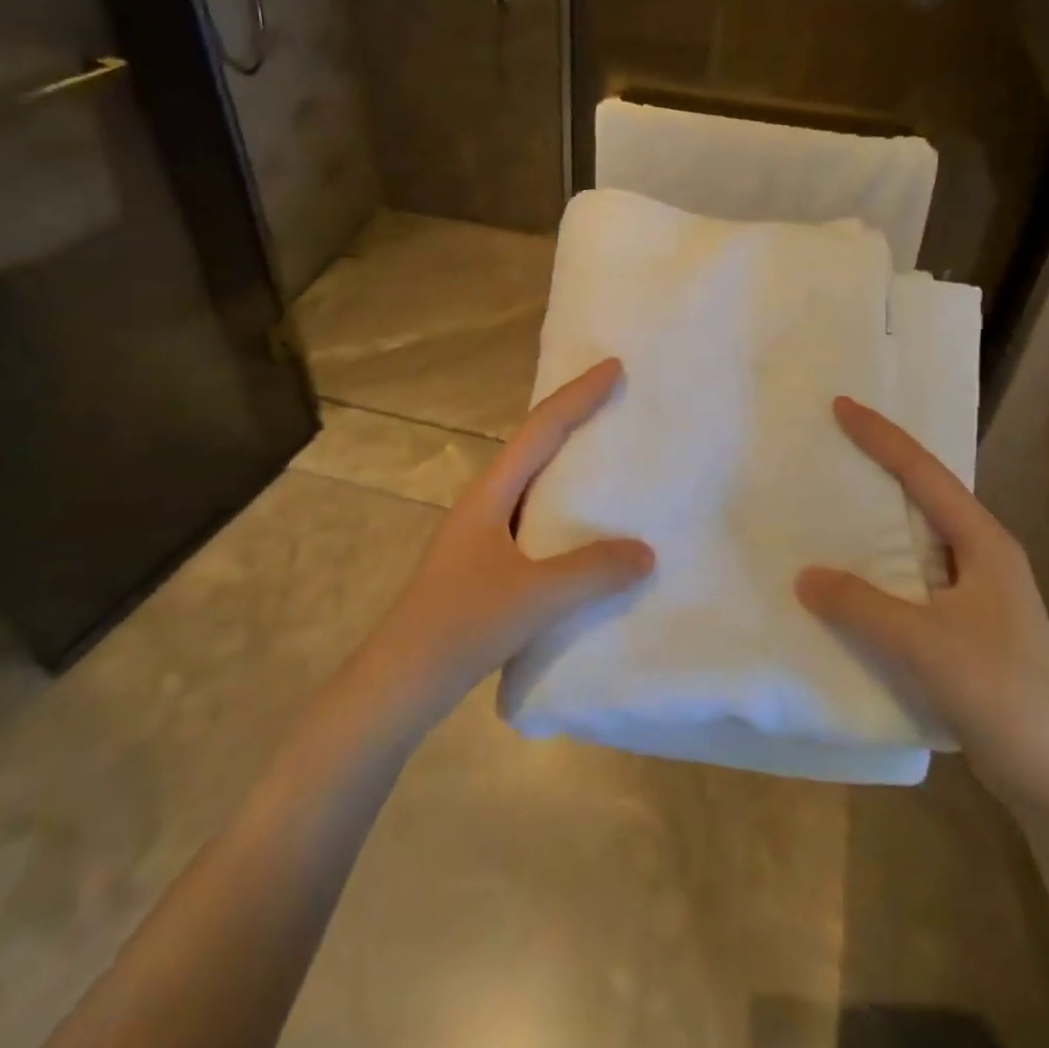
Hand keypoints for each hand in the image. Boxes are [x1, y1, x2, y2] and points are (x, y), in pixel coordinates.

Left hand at [365, 359, 653, 716]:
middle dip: (573, 417)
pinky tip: (585, 527)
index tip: (613, 367)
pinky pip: (534, 517)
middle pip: (535, 445)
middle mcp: (486, 502)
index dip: (578, 395)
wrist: (401, 680)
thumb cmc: (463, 624)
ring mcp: (484, 533)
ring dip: (568, 463)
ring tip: (609, 457)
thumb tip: (646, 552)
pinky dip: (564, 508)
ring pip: (533, 483)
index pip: (541, 429)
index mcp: (491, 493)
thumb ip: (592, 571)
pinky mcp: (487, 563)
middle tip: (616, 402)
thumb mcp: (535, 596)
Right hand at [796, 397, 1048, 812]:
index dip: (882, 438)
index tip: (841, 407)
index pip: (924, 474)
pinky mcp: (964, 626)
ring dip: (877, 520)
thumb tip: (805, 576)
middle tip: (832, 445)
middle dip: (880, 467)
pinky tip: (849, 577)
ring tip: (830, 503)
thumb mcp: (924, 644)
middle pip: (923, 496)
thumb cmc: (1000, 694)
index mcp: (983, 543)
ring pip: (916, 539)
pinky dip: (878, 566)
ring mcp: (976, 593)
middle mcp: (982, 557)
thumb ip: (861, 605)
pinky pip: (911, 578)